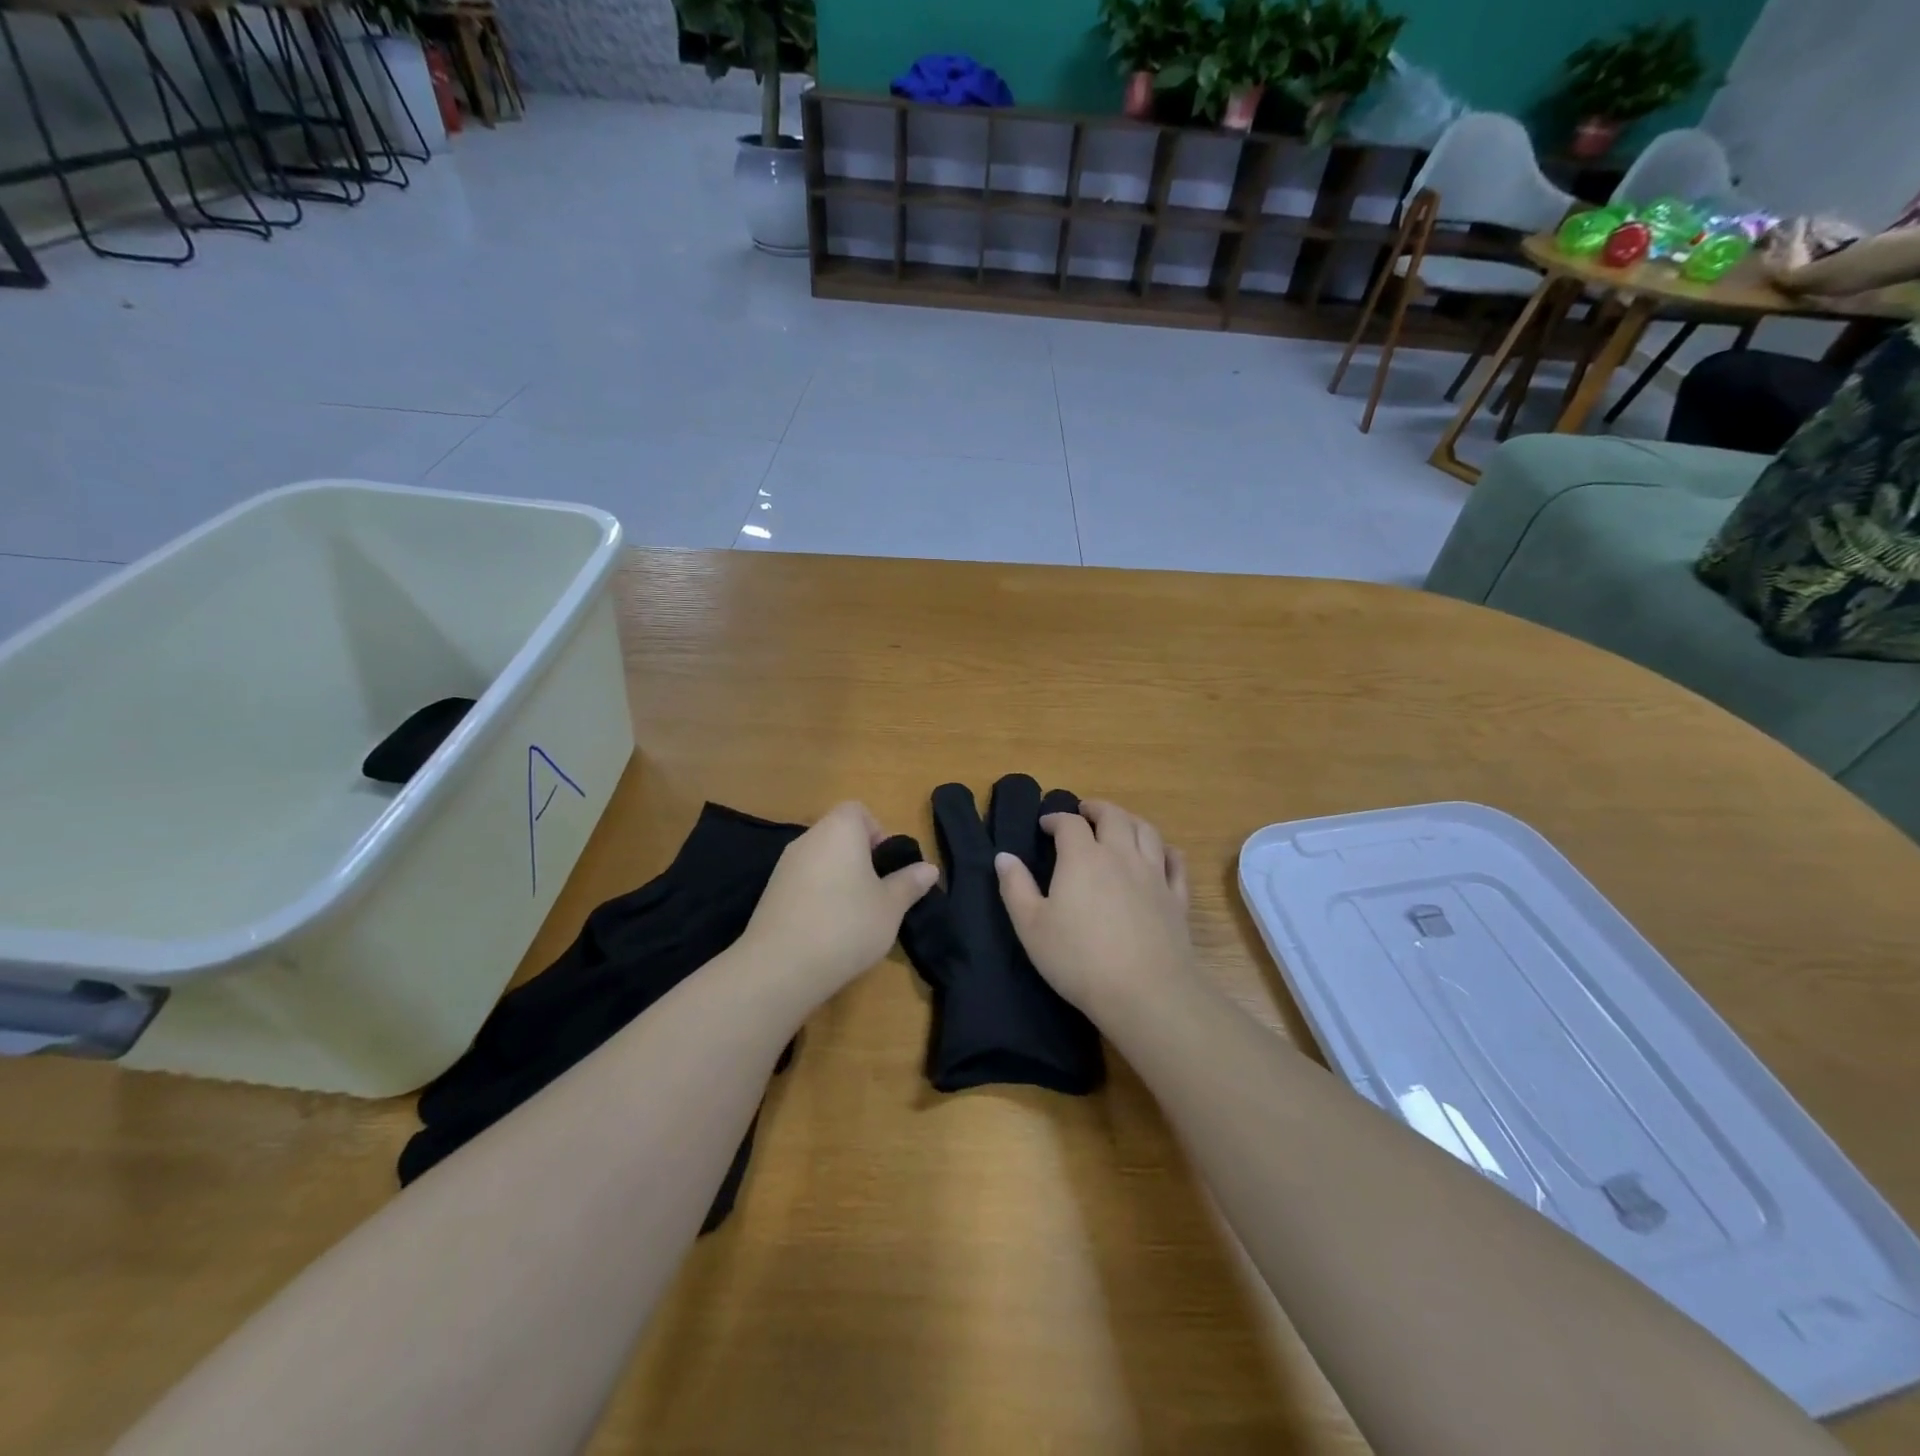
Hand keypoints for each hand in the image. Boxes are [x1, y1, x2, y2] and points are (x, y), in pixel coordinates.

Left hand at [738, 802, 937, 1003]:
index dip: (877, 832)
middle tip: (876, 894)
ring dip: (838, 879)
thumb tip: (928, 869)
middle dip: (860, 859)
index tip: (886, 866)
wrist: (781, 967)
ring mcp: (784, 866)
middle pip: (838, 835)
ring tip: (854, 916)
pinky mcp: (770, 894)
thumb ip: (909, 883)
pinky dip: (817, 897)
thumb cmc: (846, 925)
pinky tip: (827, 930)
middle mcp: (808, 839)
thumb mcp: (891, 906)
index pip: (857, 811)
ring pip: (820, 861)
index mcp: (839, 830)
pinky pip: (803, 883)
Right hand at [993, 800, 1191, 1018]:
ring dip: (1130, 820)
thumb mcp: (1031, 926)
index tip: (1045, 825)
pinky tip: (1162, 853)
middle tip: (1085, 812)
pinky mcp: (1176, 897)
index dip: (1056, 819)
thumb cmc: (1078, 959)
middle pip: (1113, 816)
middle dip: (1096, 809)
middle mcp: (1121, 855)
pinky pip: (1175, 862)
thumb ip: (1015, 887)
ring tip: (1119, 824)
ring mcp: (1154, 875)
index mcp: (1083, 858)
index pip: (1069, 823)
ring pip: (1147, 831)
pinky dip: (1166, 850)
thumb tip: (1004, 856)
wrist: (1145, 991)